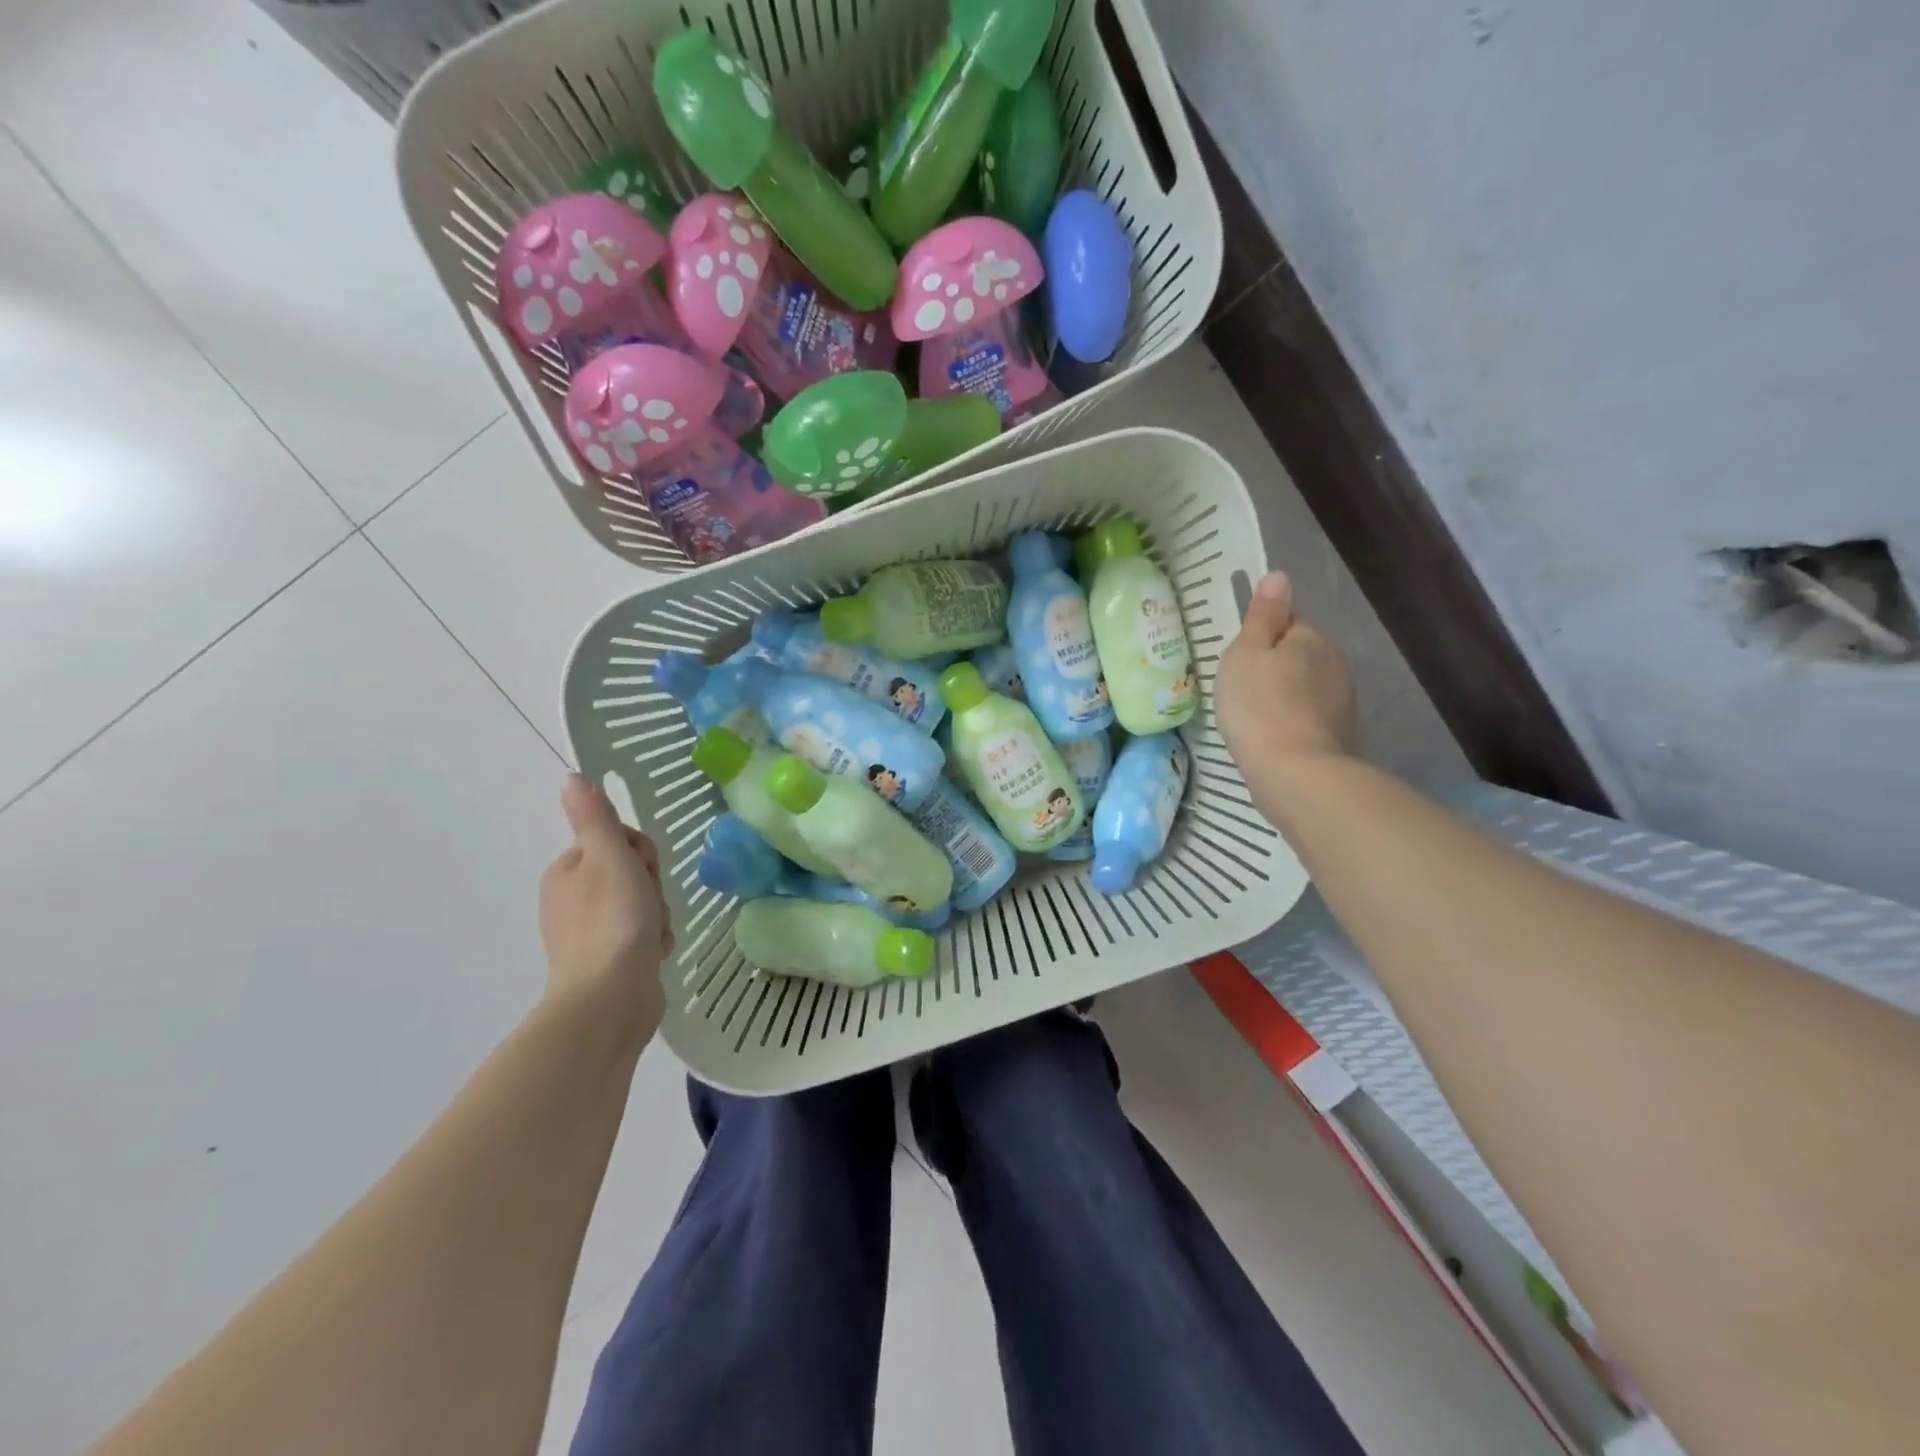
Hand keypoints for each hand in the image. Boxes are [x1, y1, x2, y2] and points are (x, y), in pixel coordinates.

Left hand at [538, 775, 671, 1041]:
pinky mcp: (606, 963)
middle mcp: (572, 900)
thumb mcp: (609, 856)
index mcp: (567, 871)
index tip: (643, 872)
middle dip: (652, 888)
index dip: (641, 854)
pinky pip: (641, 937)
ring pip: (642, 906)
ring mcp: (588, 934)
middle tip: (650, 906)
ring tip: (653, 935)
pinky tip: (654, 954)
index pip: (618, 843)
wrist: (611, 997)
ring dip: (658, 916)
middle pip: (632, 874)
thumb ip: (596, 817)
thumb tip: (571, 777)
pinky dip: (654, 942)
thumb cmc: (613, 919)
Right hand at [1216, 572, 1356, 774]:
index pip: (1287, 622)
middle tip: (1240, 689)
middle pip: (1297, 654)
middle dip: (1274, 666)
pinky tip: (1271, 737)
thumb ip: (1262, 615)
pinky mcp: (1338, 734)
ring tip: (1253, 717)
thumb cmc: (1259, 705)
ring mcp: (1341, 701)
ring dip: (1283, 695)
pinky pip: (1308, 716)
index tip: (1238, 660)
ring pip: (1304, 686)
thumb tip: (1279, 576)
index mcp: (1311, 638)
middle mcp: (1334, 664)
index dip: (1260, 636)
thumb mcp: (1247, 653)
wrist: (1294, 772)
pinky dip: (1290, 721)